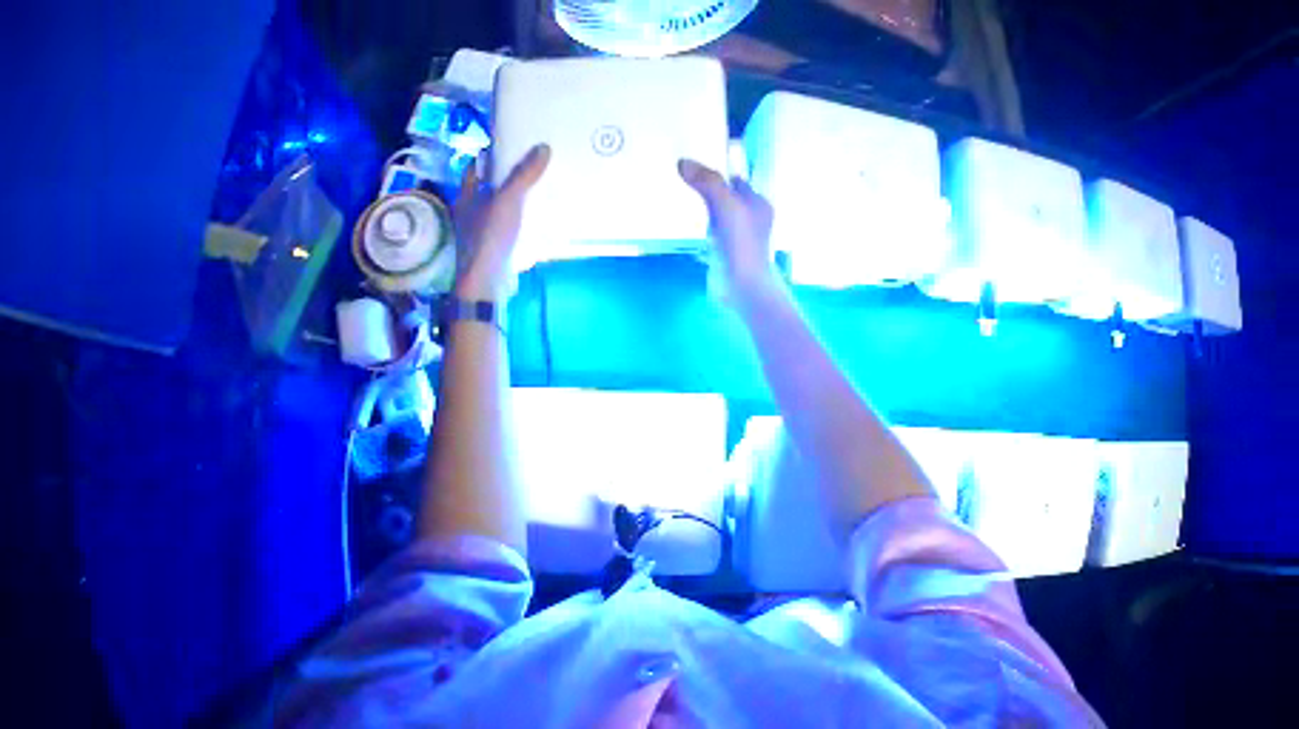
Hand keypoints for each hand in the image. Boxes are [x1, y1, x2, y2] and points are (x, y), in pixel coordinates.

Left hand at [452, 144, 551, 299]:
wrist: (486, 284)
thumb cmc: (488, 237)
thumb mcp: (508, 200)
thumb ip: (524, 175)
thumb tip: (543, 147)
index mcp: (465, 198)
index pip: (473, 169)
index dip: (486, 157)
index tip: (505, 147)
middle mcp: (469, 213)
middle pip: (486, 187)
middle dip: (503, 177)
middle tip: (527, 163)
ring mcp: (479, 232)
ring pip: (496, 207)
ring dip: (512, 199)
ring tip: (536, 186)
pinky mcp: (493, 248)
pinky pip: (507, 226)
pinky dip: (518, 219)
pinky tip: (536, 215)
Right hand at [678, 159, 778, 298]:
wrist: (742, 286)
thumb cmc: (741, 241)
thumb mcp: (725, 204)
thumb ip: (707, 181)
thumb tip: (683, 162)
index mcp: (758, 203)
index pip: (736, 179)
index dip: (718, 169)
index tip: (695, 162)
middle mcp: (751, 217)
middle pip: (726, 194)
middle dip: (707, 187)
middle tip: (681, 176)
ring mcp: (739, 236)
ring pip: (717, 213)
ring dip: (702, 206)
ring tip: (678, 194)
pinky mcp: (726, 251)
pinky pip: (710, 230)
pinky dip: (700, 225)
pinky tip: (684, 222)